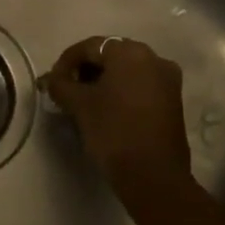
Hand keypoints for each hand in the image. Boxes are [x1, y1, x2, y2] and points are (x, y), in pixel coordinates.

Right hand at [41, 37, 190, 196]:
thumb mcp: (79, 106)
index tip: (53, 82)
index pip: (90, 47)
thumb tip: (51, 80)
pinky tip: (107, 109)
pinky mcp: (173, 100)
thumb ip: (61, 85)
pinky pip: (141, 85)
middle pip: (110, 55)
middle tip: (67, 90)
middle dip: (86, 70)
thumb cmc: (114, 131)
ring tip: (84, 102)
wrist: (154, 177)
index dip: (66, 62)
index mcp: (130, 52)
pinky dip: (122, 91)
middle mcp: (154, 57)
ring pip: (127, 71)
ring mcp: (167, 79)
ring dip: (103, 81)